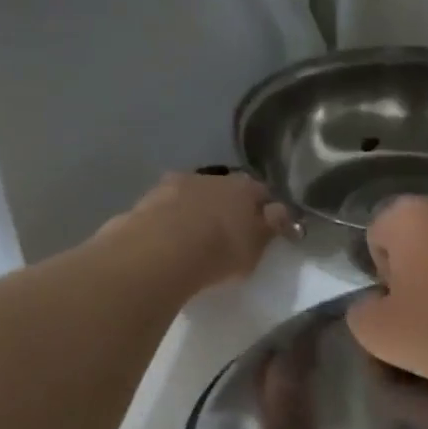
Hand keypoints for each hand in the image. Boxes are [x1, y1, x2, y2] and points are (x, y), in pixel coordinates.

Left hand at [103, 170, 289, 293]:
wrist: (162, 251)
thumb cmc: (220, 250)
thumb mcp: (257, 247)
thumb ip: (270, 227)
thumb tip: (280, 210)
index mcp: (243, 187)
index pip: (261, 192)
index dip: (265, 208)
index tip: (264, 225)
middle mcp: (210, 177)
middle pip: (225, 189)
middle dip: (227, 206)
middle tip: (228, 232)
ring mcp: (175, 185)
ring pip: (193, 195)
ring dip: (196, 210)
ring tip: (195, 237)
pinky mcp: (146, 200)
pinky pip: (166, 209)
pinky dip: (171, 220)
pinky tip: (169, 240)